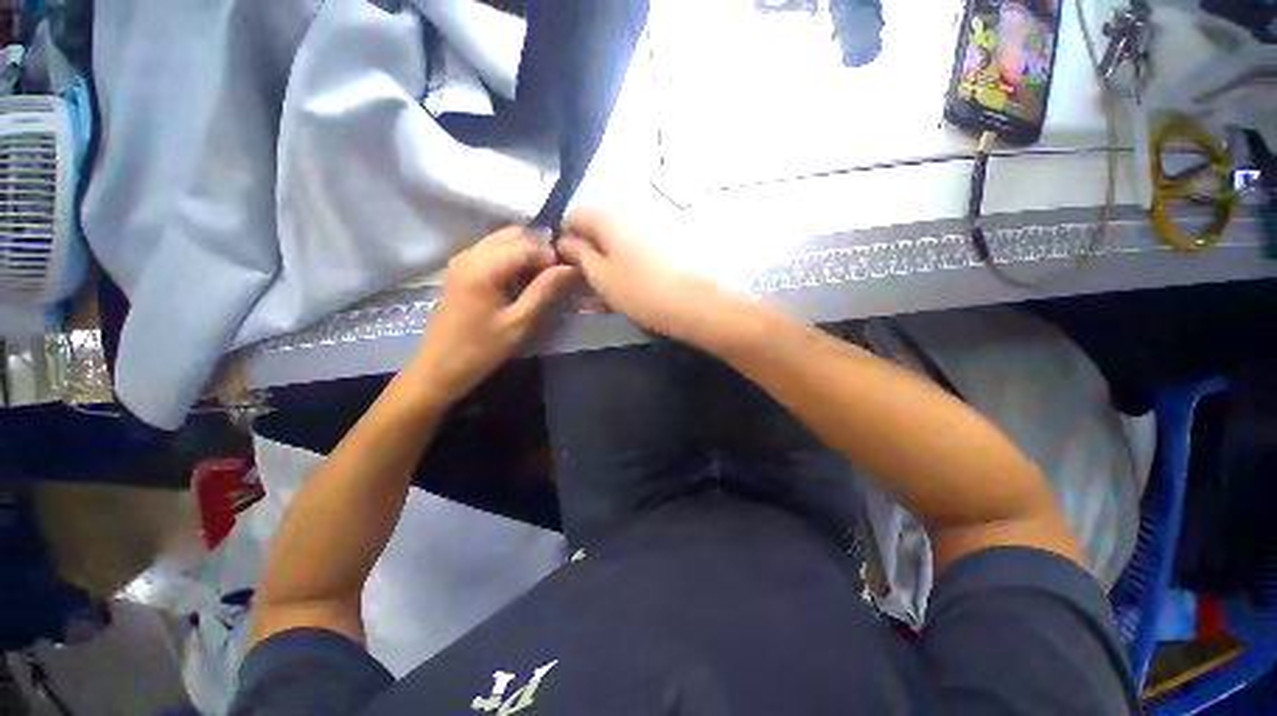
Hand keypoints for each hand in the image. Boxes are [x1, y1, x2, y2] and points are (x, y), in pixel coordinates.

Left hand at [411, 227, 575, 404]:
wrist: (440, 367)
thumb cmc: (482, 349)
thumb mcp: (520, 322)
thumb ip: (545, 290)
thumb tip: (571, 268)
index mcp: (483, 267)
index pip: (527, 244)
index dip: (552, 255)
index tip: (568, 274)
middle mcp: (471, 253)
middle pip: (514, 233)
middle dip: (540, 248)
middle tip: (557, 274)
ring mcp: (463, 258)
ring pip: (503, 239)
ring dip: (527, 251)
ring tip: (543, 277)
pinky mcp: (461, 268)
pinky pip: (493, 249)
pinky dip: (513, 256)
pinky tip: (522, 279)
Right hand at [557, 210, 750, 346]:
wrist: (699, 303)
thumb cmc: (642, 291)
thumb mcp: (602, 277)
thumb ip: (580, 255)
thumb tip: (565, 240)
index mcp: (609, 215)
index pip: (575, 215)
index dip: (567, 238)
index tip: (571, 263)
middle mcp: (633, 208)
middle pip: (601, 224)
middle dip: (593, 247)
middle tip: (595, 277)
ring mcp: (657, 219)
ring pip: (623, 234)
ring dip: (614, 254)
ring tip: (618, 282)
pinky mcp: (675, 233)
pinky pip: (644, 240)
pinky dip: (635, 256)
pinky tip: (640, 277)